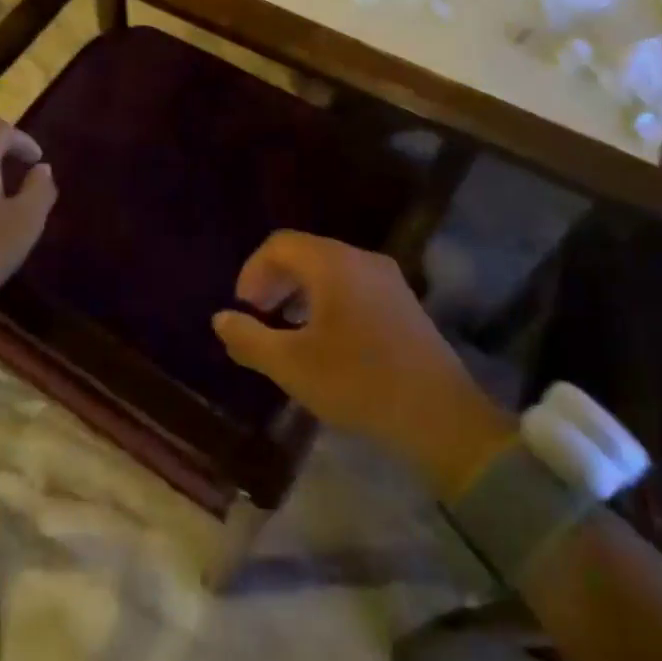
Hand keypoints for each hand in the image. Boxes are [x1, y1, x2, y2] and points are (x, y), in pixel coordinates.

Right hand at [213, 231, 517, 498]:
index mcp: (333, 264)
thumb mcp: (292, 365)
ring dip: (300, 293)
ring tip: (287, 331)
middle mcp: (362, 260)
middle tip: (259, 318)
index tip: (244, 309)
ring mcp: (388, 279)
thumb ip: (249, 338)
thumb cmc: (358, 384)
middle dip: (275, 282)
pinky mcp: (403, 302)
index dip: (253, 271)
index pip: (280, 244)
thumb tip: (221, 319)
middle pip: (306, 253)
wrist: (440, 416)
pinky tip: (325, 340)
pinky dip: (327, 301)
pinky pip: (353, 286)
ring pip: (330, 270)